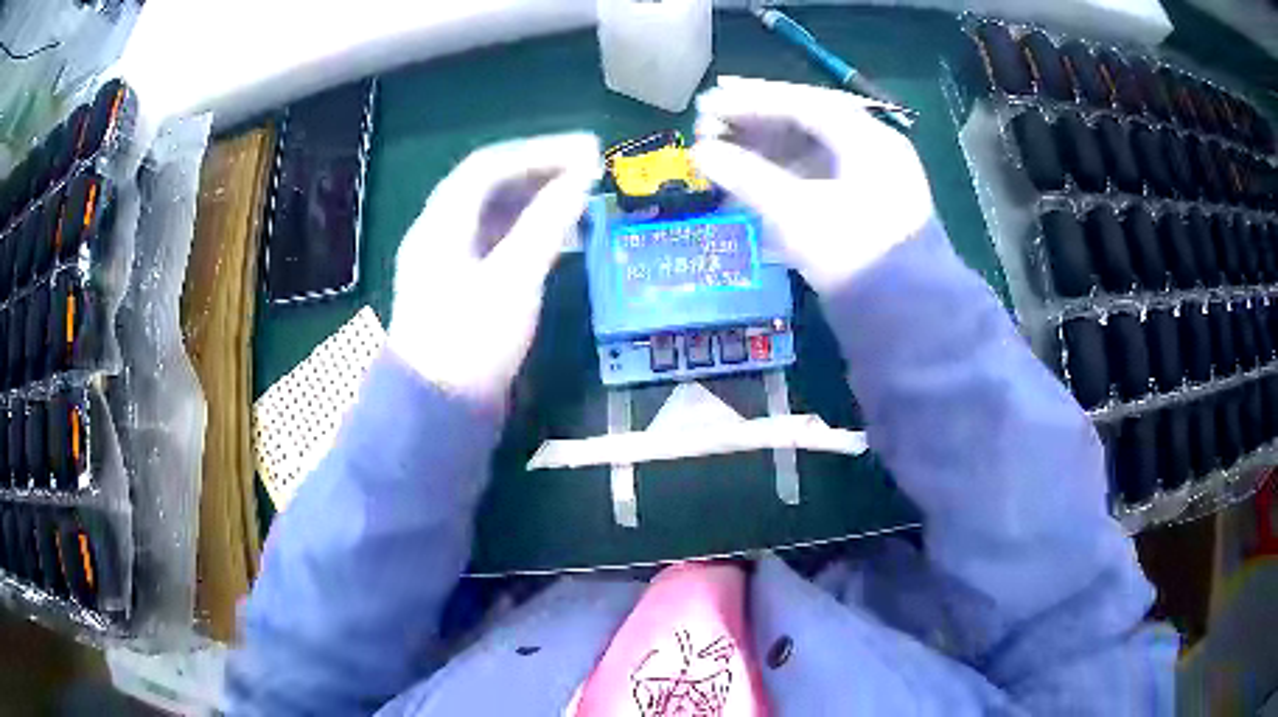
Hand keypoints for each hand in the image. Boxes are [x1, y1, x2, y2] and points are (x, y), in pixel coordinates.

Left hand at [388, 133, 601, 410]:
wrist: (437, 412)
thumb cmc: (472, 342)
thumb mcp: (514, 279)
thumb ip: (548, 224)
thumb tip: (582, 177)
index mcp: (440, 223)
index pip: (489, 166)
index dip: (539, 152)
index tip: (588, 150)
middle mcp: (437, 232)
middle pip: (487, 185)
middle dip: (538, 170)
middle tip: (587, 167)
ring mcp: (445, 261)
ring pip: (491, 213)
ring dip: (533, 198)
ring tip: (578, 194)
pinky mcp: (458, 287)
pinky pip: (493, 240)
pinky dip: (525, 229)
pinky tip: (553, 234)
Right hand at [692, 76, 934, 294]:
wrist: (907, 319)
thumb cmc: (853, 254)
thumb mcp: (796, 213)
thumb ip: (746, 177)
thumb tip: (701, 155)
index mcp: (866, 138)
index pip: (801, 103)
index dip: (750, 101)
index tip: (707, 103)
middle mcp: (871, 150)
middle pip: (805, 123)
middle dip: (754, 125)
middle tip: (708, 127)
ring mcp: (870, 180)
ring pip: (809, 151)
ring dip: (764, 151)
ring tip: (720, 155)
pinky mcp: (863, 208)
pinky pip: (816, 178)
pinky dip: (781, 178)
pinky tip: (748, 184)